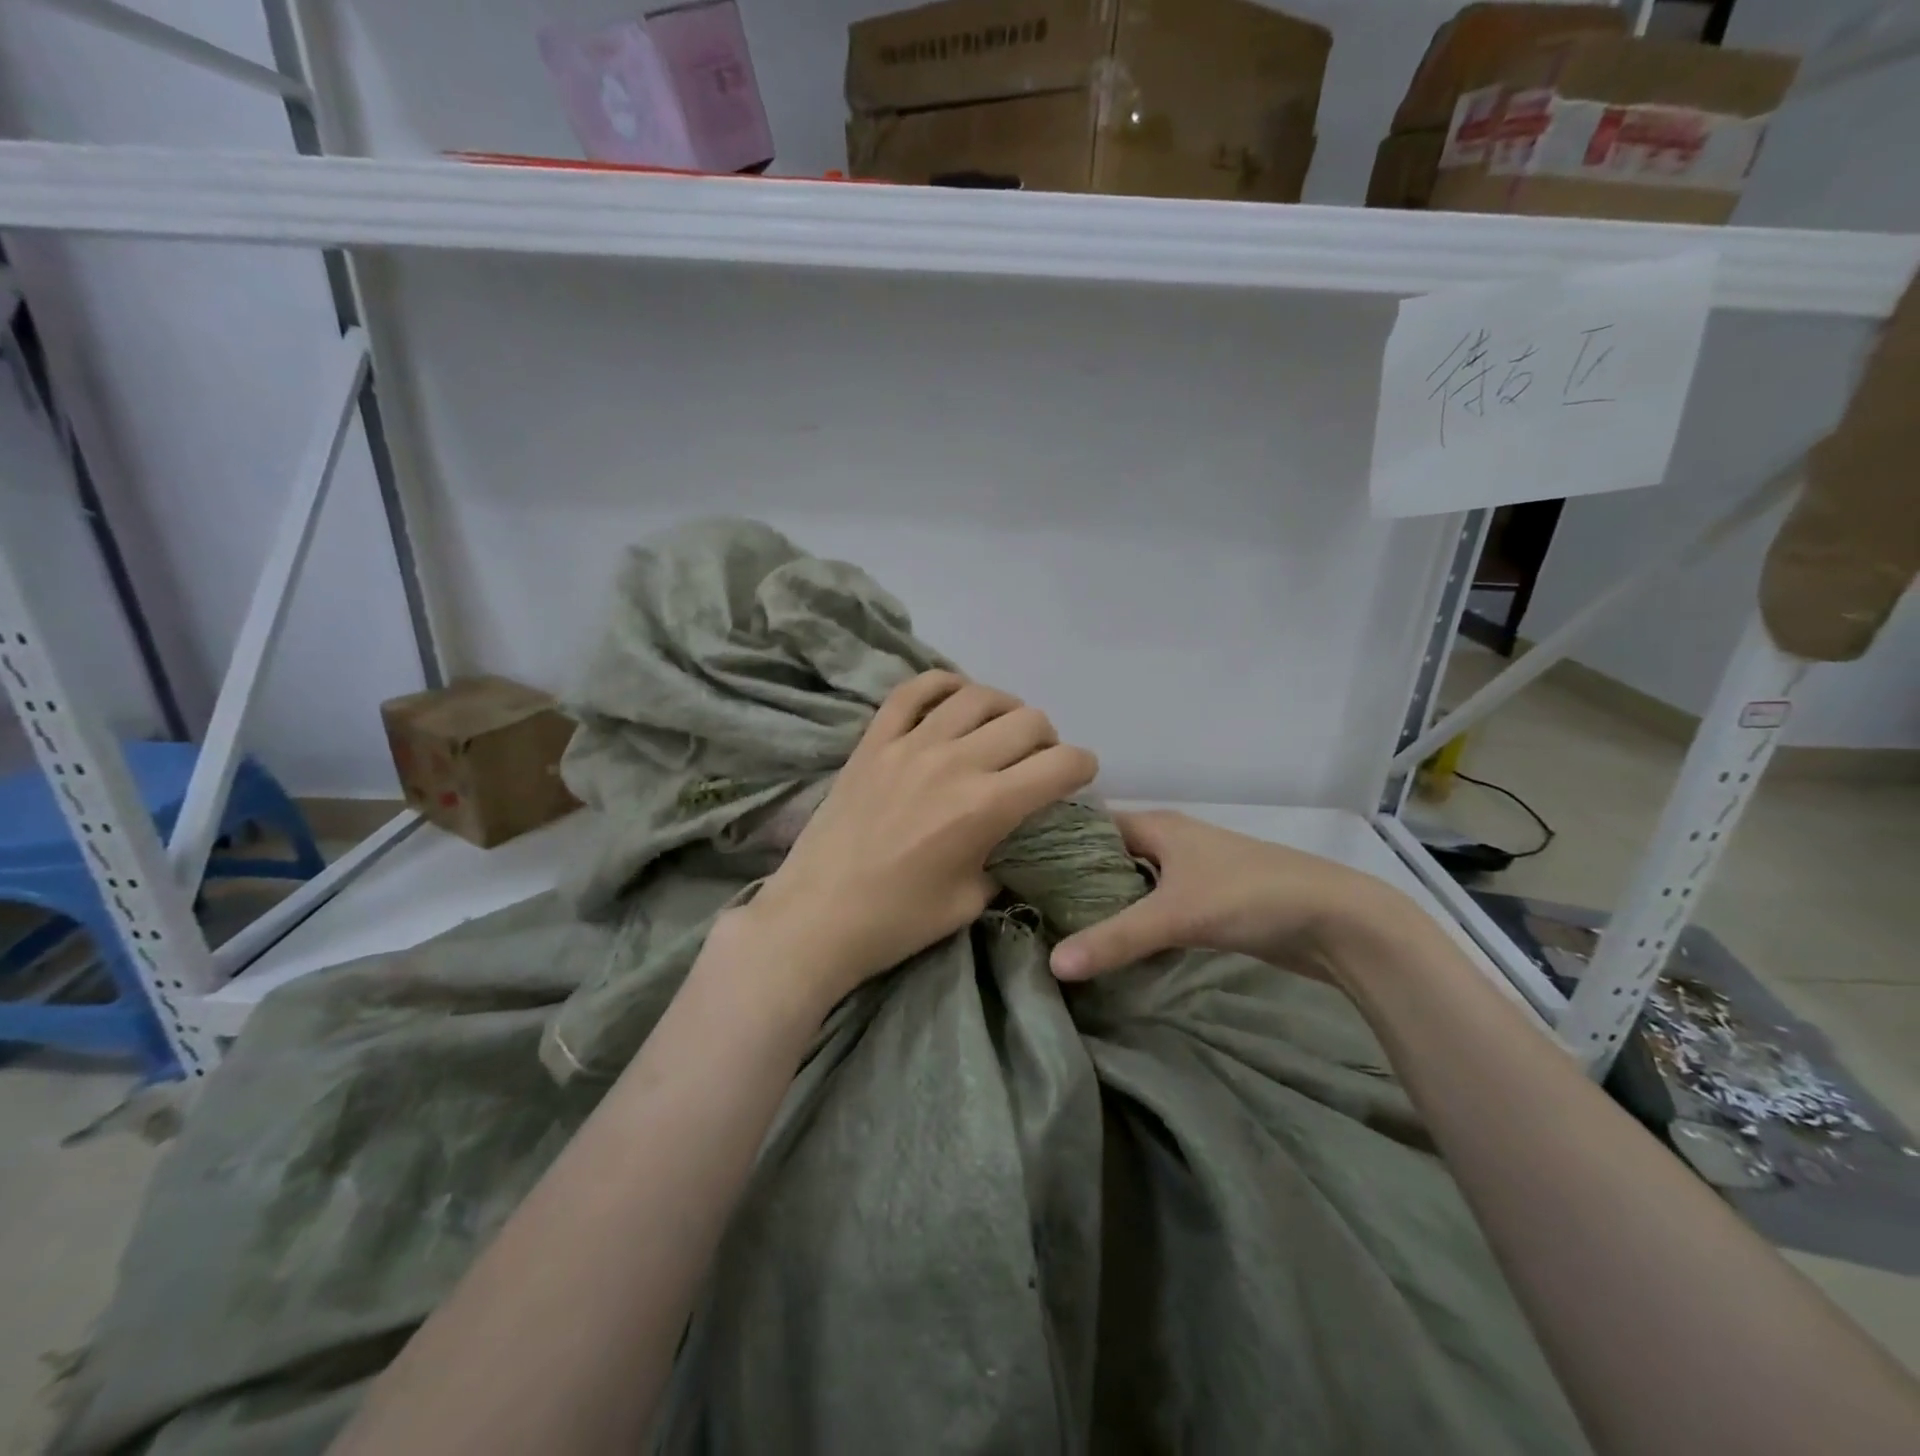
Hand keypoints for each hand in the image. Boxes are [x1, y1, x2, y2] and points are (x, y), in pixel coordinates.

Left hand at [728, 672, 1098, 1012]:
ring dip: (1004, 708)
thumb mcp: (971, 900)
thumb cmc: (899, 921)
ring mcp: (910, 744)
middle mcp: (955, 762)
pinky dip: (943, 684)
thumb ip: (1004, 856)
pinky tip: (954, 700)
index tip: (1077, 778)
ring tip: (999, 730)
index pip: (1060, 764)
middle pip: (1027, 721)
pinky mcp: (874, 740)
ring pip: (977, 696)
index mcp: (986, 807)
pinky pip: (914, 690)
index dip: (1082, 767)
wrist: (818, 917)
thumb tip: (1016, 834)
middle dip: (1047, 739)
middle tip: (1036, 762)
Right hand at [1048, 810, 1410, 983]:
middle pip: (1108, 855)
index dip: (1055, 842)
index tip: (1017, 868)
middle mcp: (1170, 841)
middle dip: (1074, 879)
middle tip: (1030, 906)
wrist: (1335, 921)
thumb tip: (1053, 964)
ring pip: (1132, 883)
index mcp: (1157, 825)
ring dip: (1105, 903)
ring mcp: (1191, 872)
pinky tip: (1111, 946)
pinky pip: (1155, 906)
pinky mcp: (1208, 903)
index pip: (1090, 825)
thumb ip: (1113, 938)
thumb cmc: (1248, 896)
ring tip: (1058, 928)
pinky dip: (1134, 921)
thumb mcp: (1174, 914)